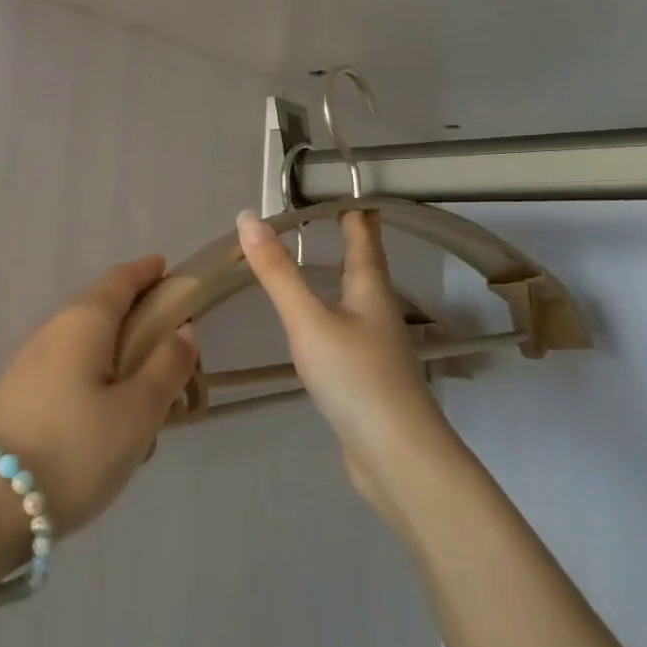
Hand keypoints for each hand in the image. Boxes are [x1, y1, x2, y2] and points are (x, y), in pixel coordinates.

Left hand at [0, 256, 198, 534]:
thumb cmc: (76, 448)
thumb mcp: (137, 411)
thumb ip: (166, 366)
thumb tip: (183, 329)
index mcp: (84, 321)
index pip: (120, 280)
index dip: (147, 272)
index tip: (169, 271)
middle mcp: (53, 330)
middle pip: (101, 309)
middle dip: (137, 317)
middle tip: (172, 344)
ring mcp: (31, 362)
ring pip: (86, 345)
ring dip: (118, 355)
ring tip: (147, 396)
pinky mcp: (19, 394)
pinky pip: (70, 372)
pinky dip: (96, 380)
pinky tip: (108, 423)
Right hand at [236, 209, 457, 522]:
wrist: (397, 456)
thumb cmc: (356, 377)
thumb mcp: (308, 319)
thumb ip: (277, 272)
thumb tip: (248, 217)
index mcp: (370, 290)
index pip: (364, 238)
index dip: (355, 213)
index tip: (343, 190)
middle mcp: (378, 312)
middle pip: (365, 268)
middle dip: (350, 242)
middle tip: (327, 220)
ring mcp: (376, 348)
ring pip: (356, 301)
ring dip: (339, 279)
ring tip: (317, 265)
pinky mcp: (366, 378)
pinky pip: (347, 332)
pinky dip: (331, 315)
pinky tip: (316, 327)